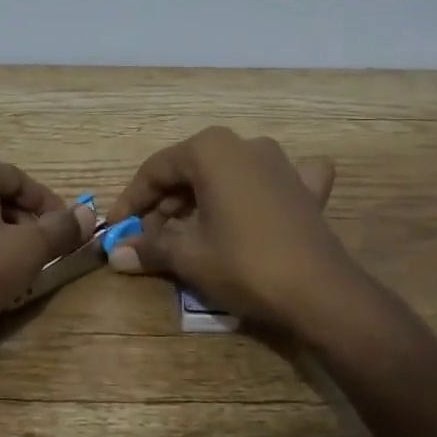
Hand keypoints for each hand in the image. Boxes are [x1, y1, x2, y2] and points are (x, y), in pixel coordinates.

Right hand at [103, 127, 355, 334]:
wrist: (320, 292)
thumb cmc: (244, 264)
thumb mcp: (188, 256)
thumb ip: (149, 247)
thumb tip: (115, 253)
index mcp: (211, 149)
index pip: (156, 169)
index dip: (132, 200)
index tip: (116, 228)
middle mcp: (244, 144)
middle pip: (191, 169)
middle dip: (166, 203)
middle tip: (150, 238)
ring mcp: (280, 162)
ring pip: (228, 173)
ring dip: (204, 199)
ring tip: (189, 232)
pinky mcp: (306, 186)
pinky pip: (274, 179)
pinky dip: (259, 190)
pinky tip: (260, 203)